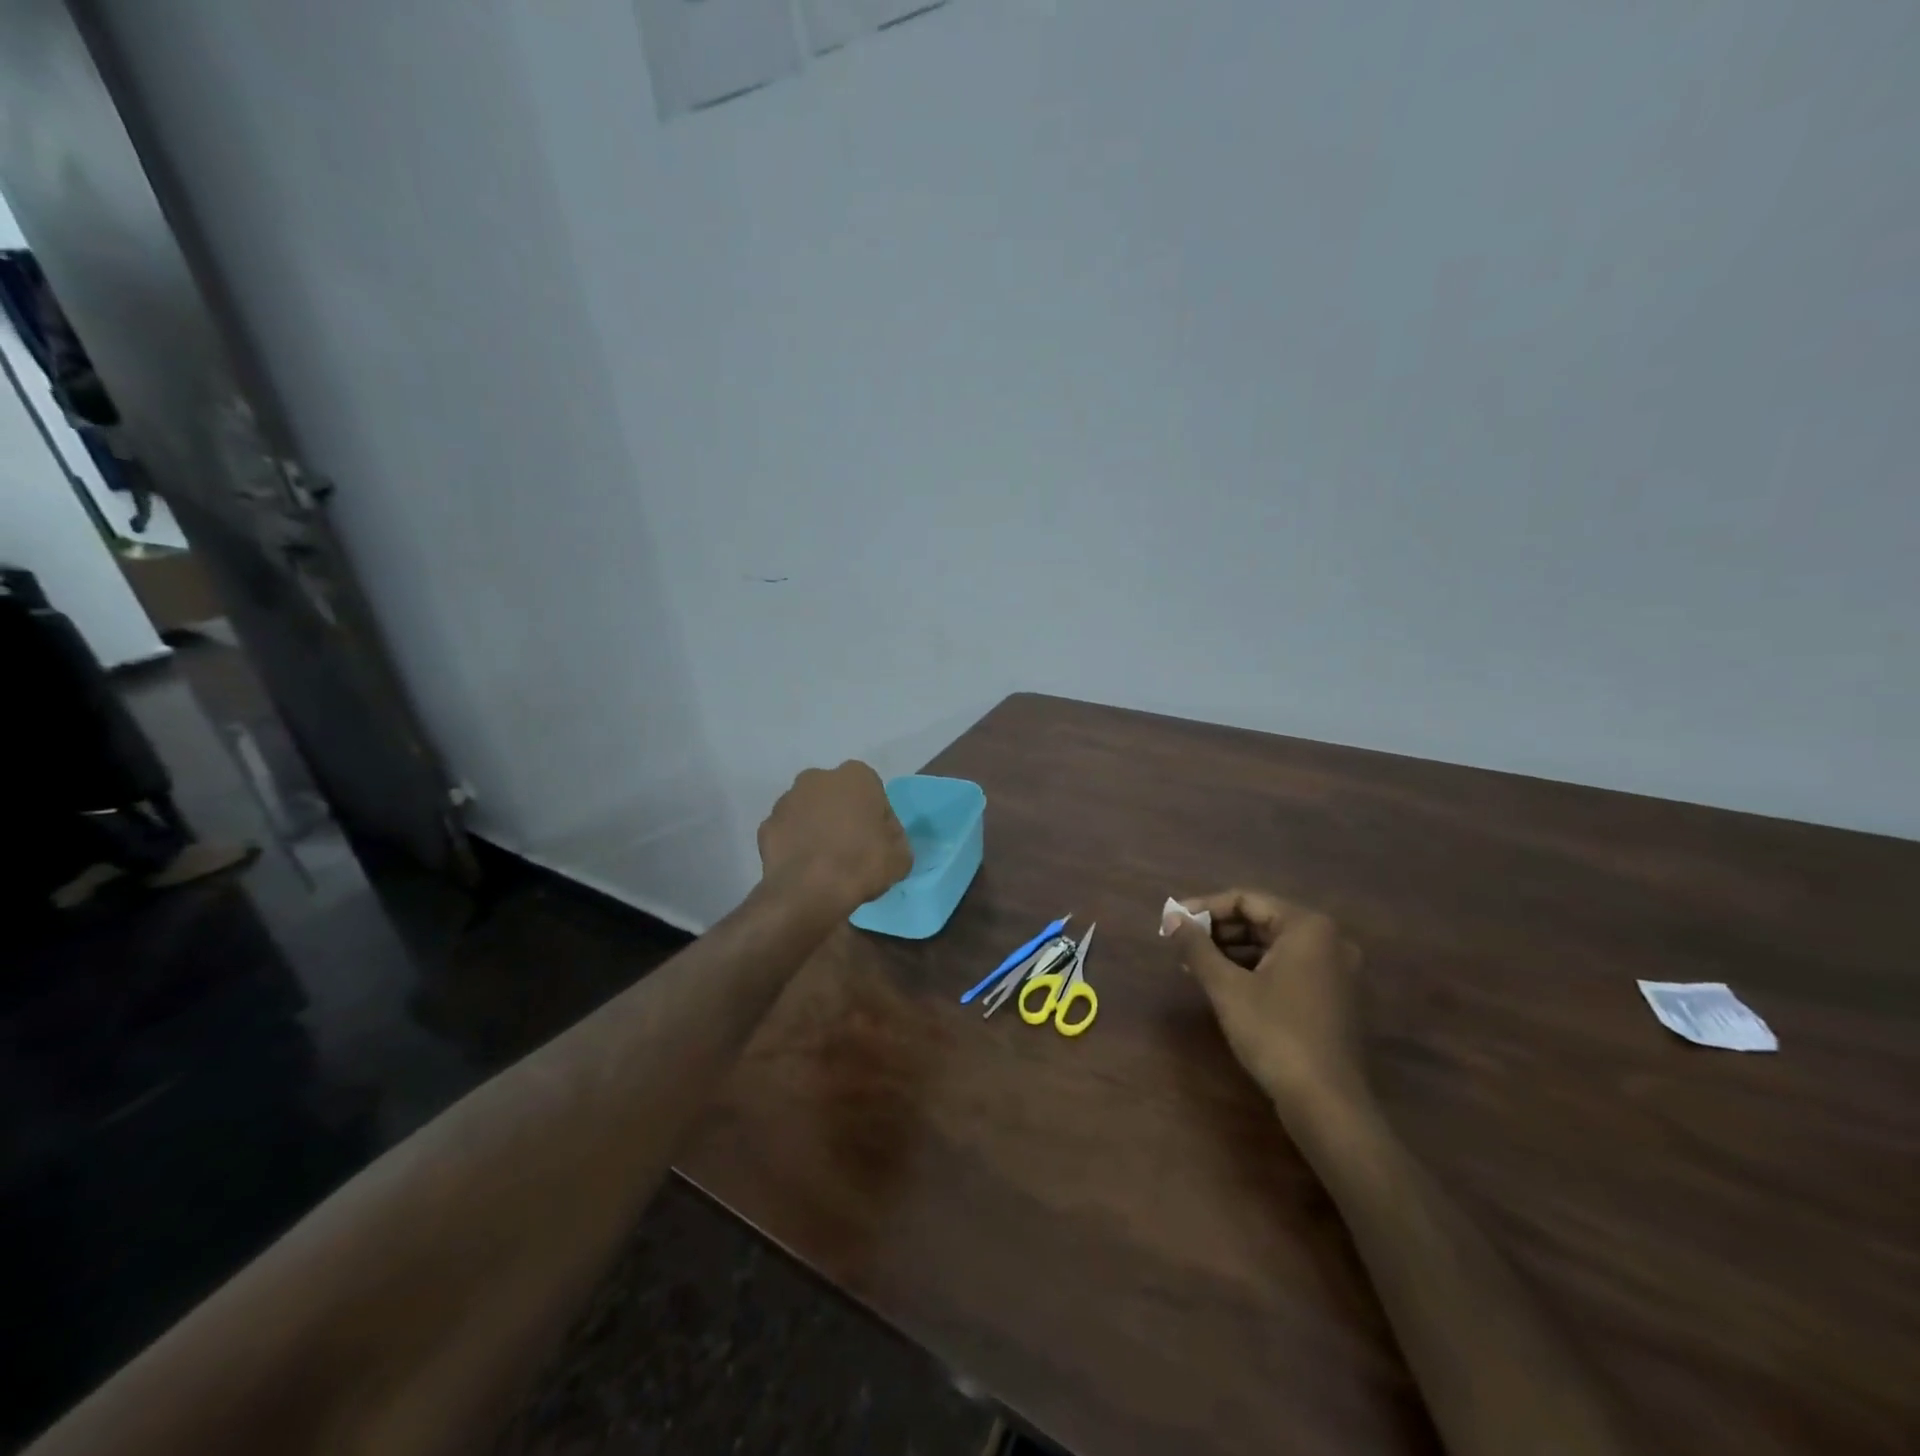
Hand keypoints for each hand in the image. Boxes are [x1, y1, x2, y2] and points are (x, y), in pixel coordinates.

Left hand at [758, 761, 911, 910]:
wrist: (808, 892)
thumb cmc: (861, 864)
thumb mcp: (901, 856)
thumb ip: (895, 838)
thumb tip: (884, 838)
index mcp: (856, 776)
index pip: (872, 792)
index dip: (876, 817)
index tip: (877, 841)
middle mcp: (818, 778)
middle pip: (836, 796)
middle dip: (842, 815)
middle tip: (852, 848)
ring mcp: (787, 800)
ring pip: (809, 811)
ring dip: (816, 828)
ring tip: (826, 861)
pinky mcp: (766, 826)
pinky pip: (788, 833)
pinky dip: (795, 845)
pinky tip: (805, 868)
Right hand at [1168, 889, 1366, 1119]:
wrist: (1327, 1104)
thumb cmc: (1275, 1034)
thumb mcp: (1227, 987)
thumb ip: (1197, 947)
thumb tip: (1172, 919)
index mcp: (1308, 927)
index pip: (1246, 900)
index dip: (1204, 908)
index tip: (1172, 922)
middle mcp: (1329, 941)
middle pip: (1261, 920)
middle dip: (1218, 931)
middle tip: (1181, 944)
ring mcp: (1336, 971)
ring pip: (1273, 946)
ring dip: (1232, 951)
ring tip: (1195, 966)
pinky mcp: (1334, 998)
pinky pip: (1287, 968)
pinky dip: (1254, 970)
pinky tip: (1225, 986)